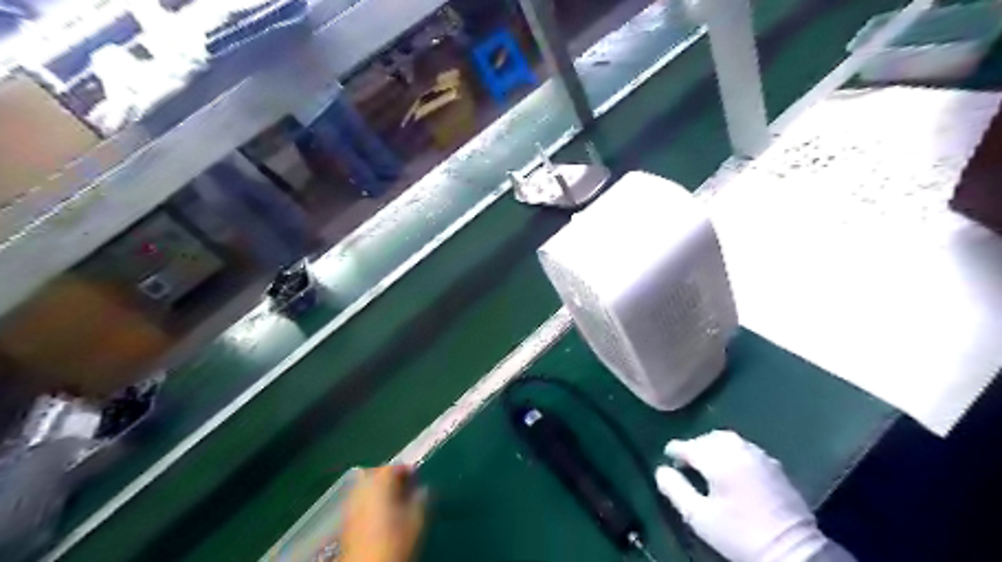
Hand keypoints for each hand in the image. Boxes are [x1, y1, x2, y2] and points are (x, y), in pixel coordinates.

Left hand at [340, 464, 425, 560]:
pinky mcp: (346, 518)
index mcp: (380, 480)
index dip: (409, 471)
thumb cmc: (394, 540)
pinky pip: (361, 501)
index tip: (419, 481)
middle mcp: (362, 486)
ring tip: (394, 502)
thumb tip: (423, 488)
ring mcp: (351, 502)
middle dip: (392, 478)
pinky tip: (381, 515)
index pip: (395, 466)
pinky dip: (371, 502)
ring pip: (367, 486)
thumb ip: (421, 497)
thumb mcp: (417, 518)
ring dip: (380, 489)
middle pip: (378, 473)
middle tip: (407, 489)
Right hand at [655, 430, 826, 561]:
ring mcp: (759, 455)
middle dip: (694, 446)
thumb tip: (661, 471)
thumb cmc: (739, 534)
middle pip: (708, 438)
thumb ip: (675, 490)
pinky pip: (745, 448)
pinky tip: (732, 467)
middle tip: (686, 461)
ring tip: (707, 462)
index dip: (674, 450)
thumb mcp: (699, 517)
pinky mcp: (774, 465)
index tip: (668, 457)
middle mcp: (738, 450)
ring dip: (713, 446)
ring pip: (728, 440)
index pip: (688, 445)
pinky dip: (732, 451)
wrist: (792, 551)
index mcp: (718, 460)